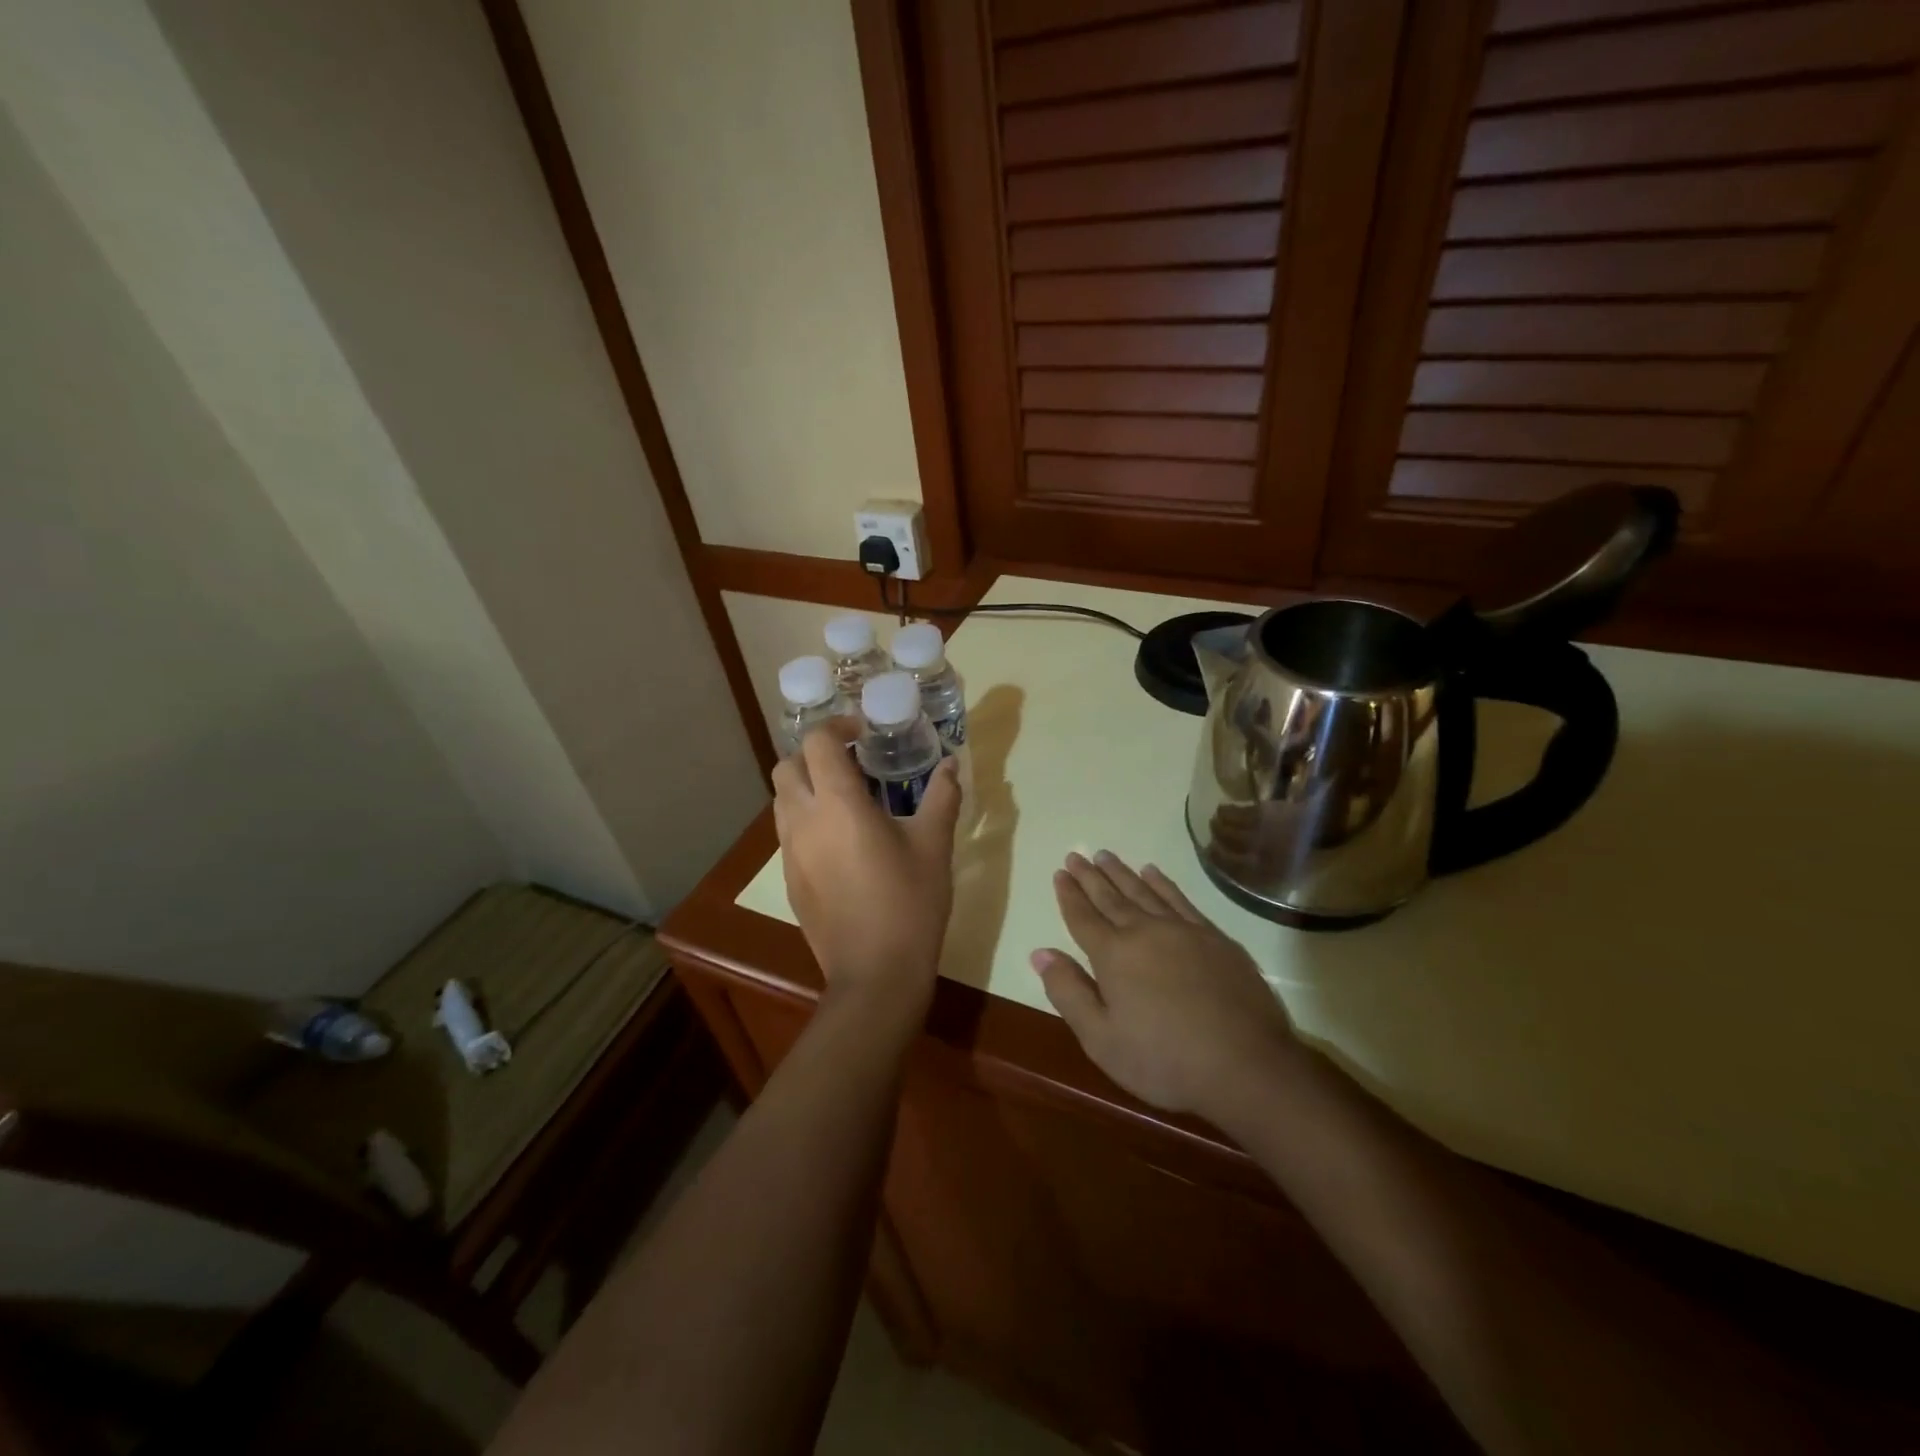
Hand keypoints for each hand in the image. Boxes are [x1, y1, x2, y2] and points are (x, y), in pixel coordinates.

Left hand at [774, 722, 961, 1012]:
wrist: (876, 973)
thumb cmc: (910, 903)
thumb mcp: (934, 845)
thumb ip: (942, 796)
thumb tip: (950, 764)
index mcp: (838, 804)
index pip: (817, 742)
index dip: (837, 726)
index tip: (863, 733)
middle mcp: (803, 821)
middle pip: (787, 765)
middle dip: (814, 754)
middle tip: (851, 762)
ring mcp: (790, 852)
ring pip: (782, 799)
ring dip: (806, 786)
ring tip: (845, 799)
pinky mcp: (789, 879)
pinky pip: (788, 832)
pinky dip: (806, 819)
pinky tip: (840, 841)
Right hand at [1033, 851, 1300, 1123]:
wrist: (1246, 1065)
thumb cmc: (1164, 1060)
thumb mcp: (1101, 1039)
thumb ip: (1068, 992)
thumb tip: (1040, 952)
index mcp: (1114, 955)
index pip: (1083, 917)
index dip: (1069, 895)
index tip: (1060, 872)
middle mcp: (1145, 932)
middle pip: (1111, 898)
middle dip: (1090, 876)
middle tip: (1075, 854)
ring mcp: (1183, 931)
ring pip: (1143, 892)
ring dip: (1122, 873)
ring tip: (1105, 856)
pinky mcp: (1215, 938)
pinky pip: (1180, 899)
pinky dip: (1162, 883)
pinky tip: (1153, 873)